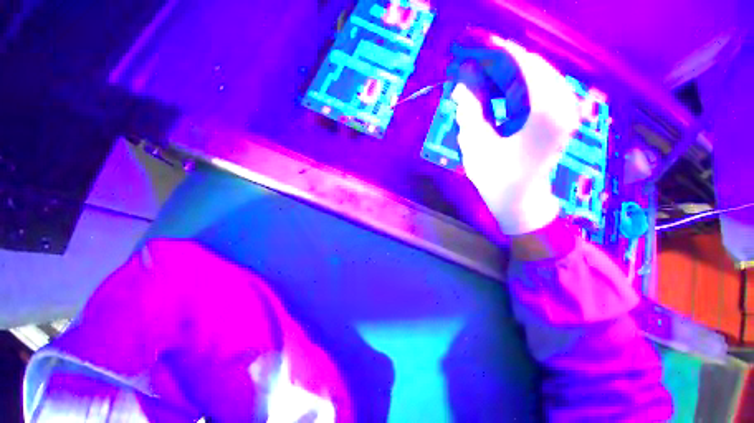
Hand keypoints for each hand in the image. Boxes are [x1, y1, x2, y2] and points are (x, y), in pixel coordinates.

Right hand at [451, 40, 579, 234]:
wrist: (520, 201)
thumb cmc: (496, 178)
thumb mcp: (476, 143)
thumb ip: (470, 107)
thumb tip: (463, 78)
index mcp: (545, 109)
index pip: (521, 63)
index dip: (494, 50)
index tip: (471, 42)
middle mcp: (562, 102)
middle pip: (528, 66)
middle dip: (496, 62)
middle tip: (468, 63)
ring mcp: (562, 108)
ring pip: (531, 76)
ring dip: (502, 74)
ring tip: (475, 77)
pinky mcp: (556, 116)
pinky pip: (534, 90)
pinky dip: (511, 87)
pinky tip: (492, 91)